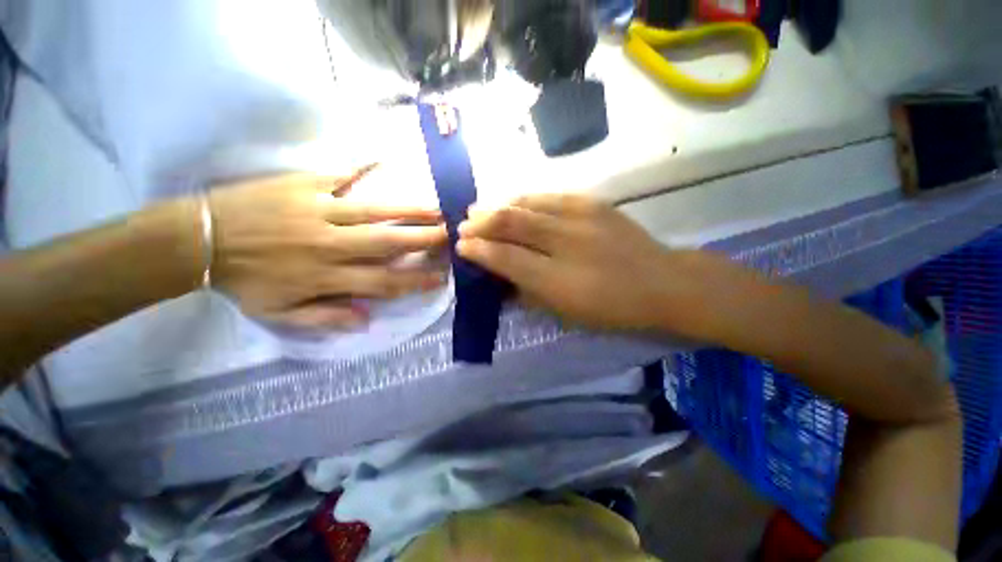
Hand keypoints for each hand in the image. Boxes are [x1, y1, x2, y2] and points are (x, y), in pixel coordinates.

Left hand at [208, 169, 446, 328]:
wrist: (199, 239)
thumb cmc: (243, 280)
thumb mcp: (279, 313)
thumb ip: (326, 317)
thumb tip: (366, 321)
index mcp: (326, 276)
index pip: (384, 282)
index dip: (415, 281)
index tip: (441, 277)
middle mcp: (331, 244)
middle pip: (387, 243)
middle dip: (423, 240)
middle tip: (451, 235)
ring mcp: (319, 212)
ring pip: (375, 211)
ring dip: (409, 210)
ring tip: (437, 208)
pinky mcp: (303, 186)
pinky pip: (339, 174)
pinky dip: (361, 166)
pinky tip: (383, 158)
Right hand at [457, 193, 703, 331]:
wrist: (661, 282)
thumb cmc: (611, 308)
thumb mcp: (565, 313)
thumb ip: (528, 293)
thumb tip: (500, 279)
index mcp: (557, 279)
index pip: (505, 258)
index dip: (479, 250)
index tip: (462, 246)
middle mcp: (565, 243)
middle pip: (511, 223)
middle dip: (481, 223)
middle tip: (464, 224)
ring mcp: (580, 217)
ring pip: (527, 204)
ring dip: (498, 206)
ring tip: (481, 208)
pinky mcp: (593, 203)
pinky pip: (549, 196)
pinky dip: (524, 199)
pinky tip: (513, 201)